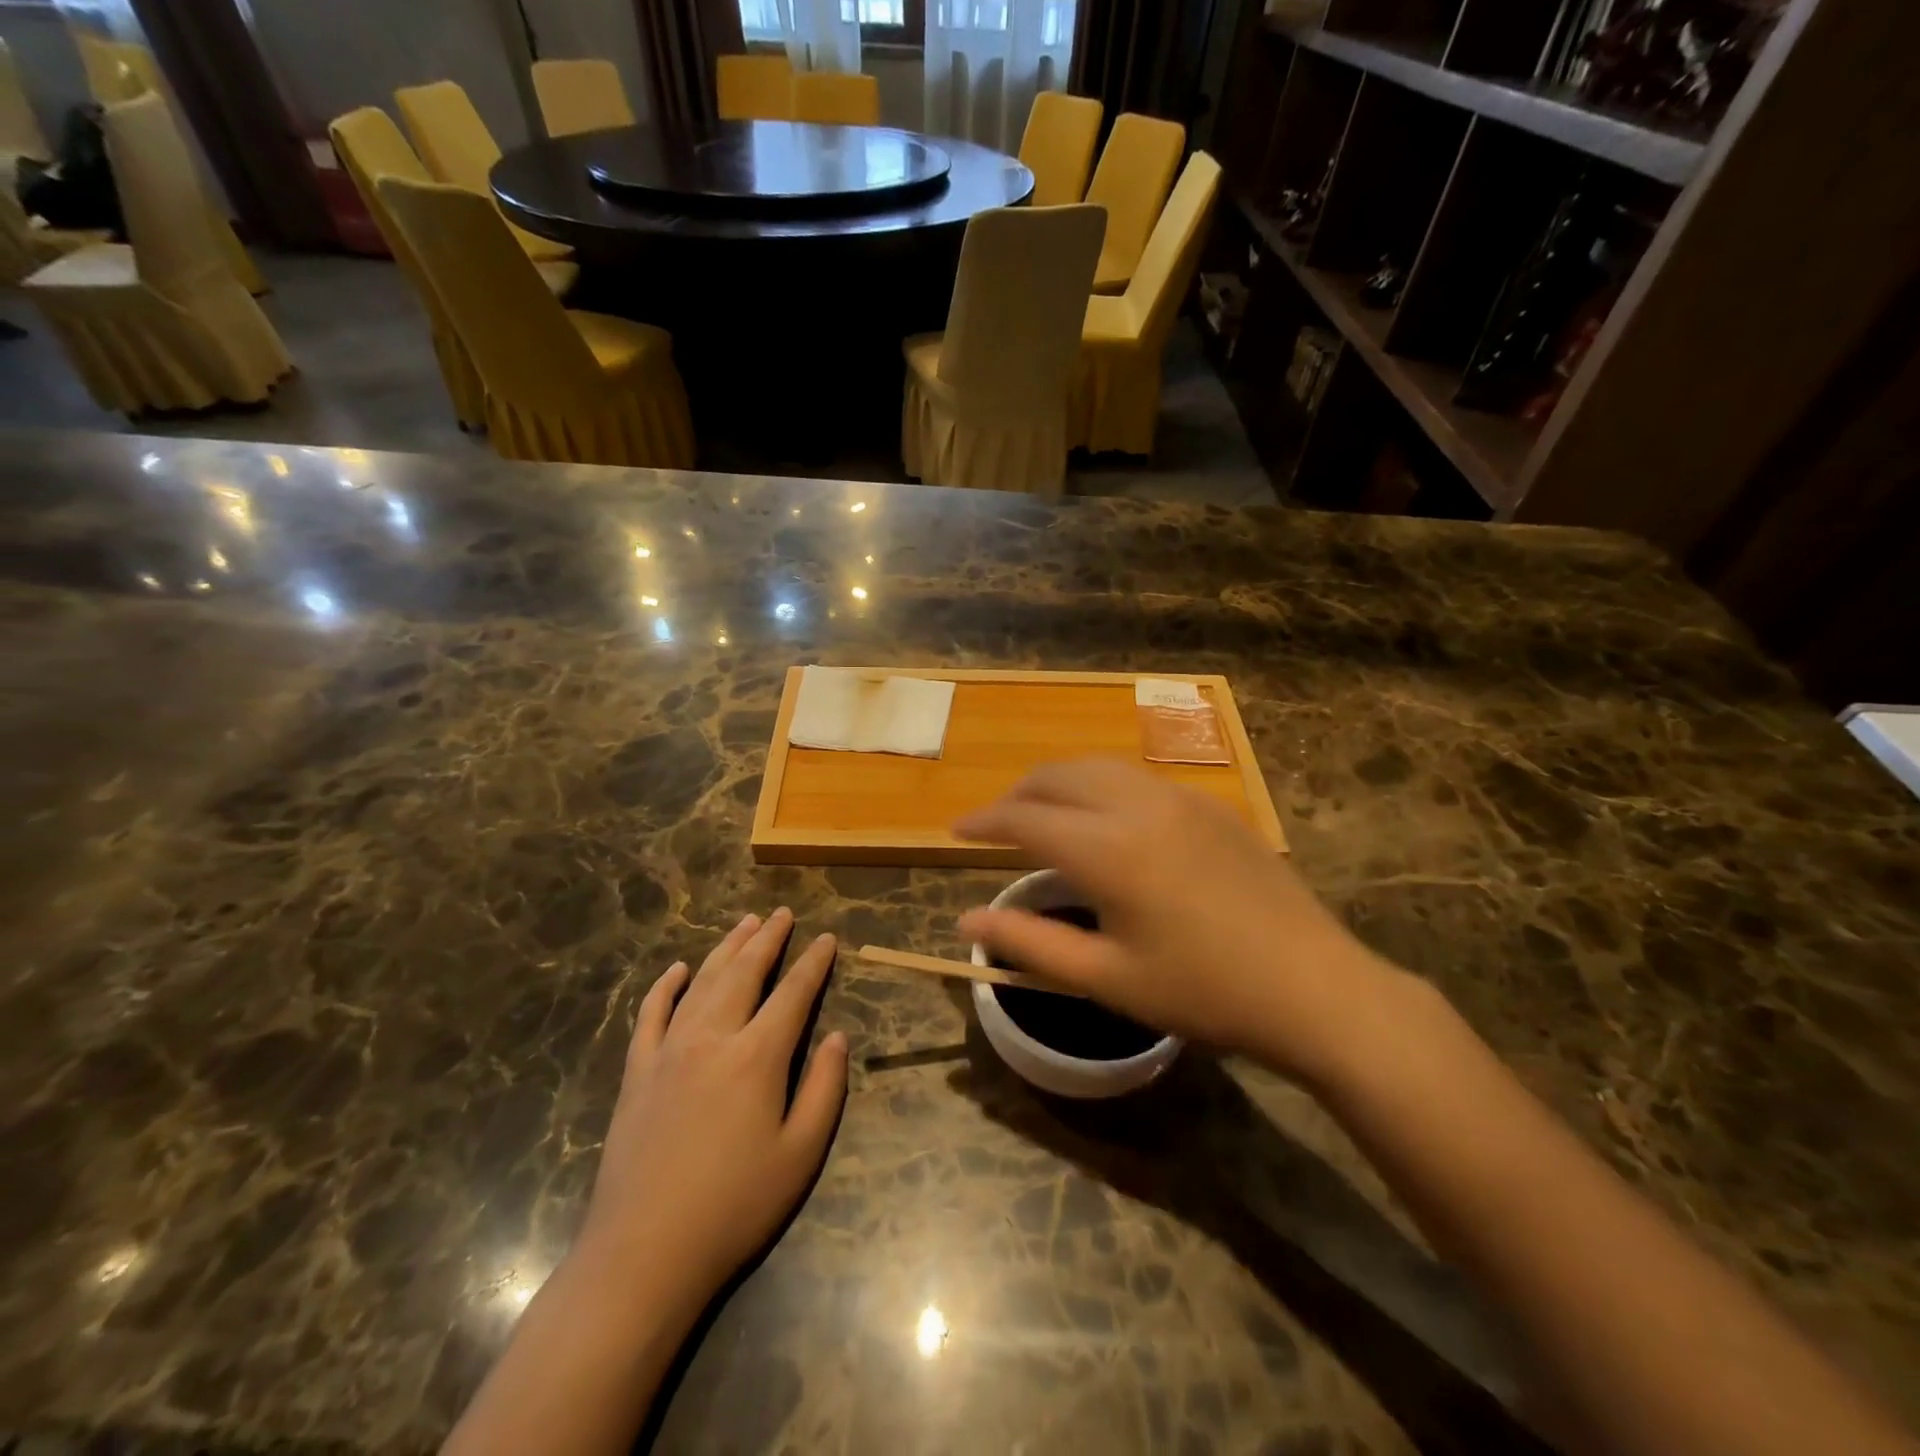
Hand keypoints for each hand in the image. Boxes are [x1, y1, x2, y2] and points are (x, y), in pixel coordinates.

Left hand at [577, 909, 847, 1311]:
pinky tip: (676, 969)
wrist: (643, 1254)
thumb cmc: (734, 1207)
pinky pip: (651, 1014)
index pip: (793, 993)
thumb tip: (838, 1038)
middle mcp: (713, 1038)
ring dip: (726, 949)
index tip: (827, 939)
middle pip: (745, 973)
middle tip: (782, 913)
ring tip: (745, 924)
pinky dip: (665, 987)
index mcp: (757, 1056)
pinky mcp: (637, 1072)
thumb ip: (824, 1089)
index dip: (813, 963)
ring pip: (701, 982)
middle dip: (768, 939)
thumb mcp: (800, 1154)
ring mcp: (668, 1051)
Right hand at [955, 759, 1409, 1087]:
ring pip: (1100, 767)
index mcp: (1108, 849)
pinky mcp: (1212, 806)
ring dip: (1060, 782)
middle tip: (995, 824)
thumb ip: (1029, 943)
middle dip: (1018, 793)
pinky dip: (1102, 787)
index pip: (1024, 817)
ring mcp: (1182, 799)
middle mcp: (1139, 806)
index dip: (983, 821)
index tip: (955, 830)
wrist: (1316, 988)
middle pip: (1059, 776)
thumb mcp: (1107, 977)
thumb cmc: (1203, 992)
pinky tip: (1106, 821)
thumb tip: (966, 919)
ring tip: (1043, 813)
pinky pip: (1139, 779)